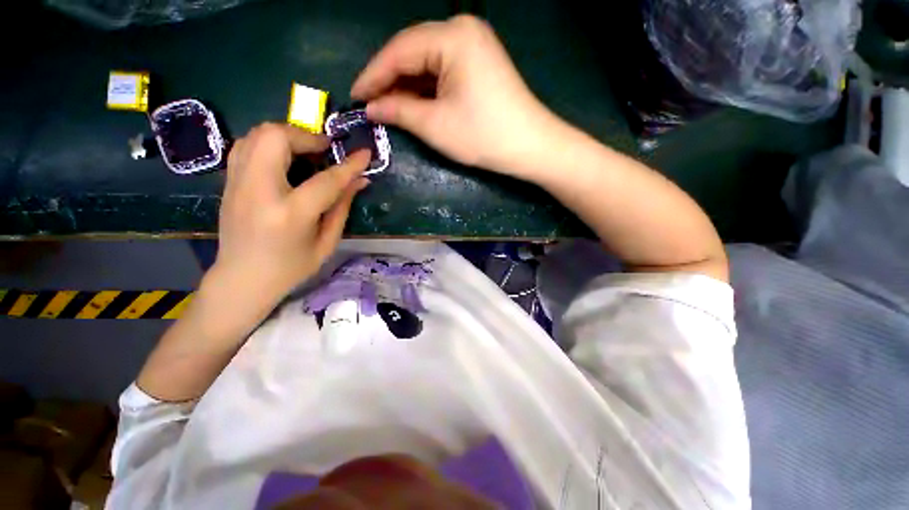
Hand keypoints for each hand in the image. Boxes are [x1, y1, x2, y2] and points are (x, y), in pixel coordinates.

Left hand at [207, 123, 369, 335]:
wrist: (241, 279)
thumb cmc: (291, 268)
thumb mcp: (326, 242)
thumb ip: (342, 207)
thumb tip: (359, 180)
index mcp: (290, 214)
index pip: (326, 180)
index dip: (349, 165)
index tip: (365, 153)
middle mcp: (258, 191)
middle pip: (276, 138)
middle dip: (306, 137)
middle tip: (325, 151)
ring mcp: (237, 183)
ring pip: (257, 134)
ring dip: (287, 136)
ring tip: (306, 153)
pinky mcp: (228, 181)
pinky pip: (247, 145)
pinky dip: (269, 143)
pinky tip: (284, 159)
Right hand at [352, 15, 556, 177]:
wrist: (530, 146)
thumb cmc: (483, 136)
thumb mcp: (435, 125)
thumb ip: (399, 110)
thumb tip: (371, 107)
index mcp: (451, 36)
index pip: (398, 51)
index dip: (372, 75)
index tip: (354, 97)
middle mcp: (462, 30)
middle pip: (412, 52)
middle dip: (389, 80)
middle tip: (369, 104)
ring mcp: (474, 45)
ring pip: (427, 62)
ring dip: (407, 85)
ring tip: (387, 106)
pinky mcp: (480, 63)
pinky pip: (443, 70)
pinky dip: (426, 88)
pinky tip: (414, 102)